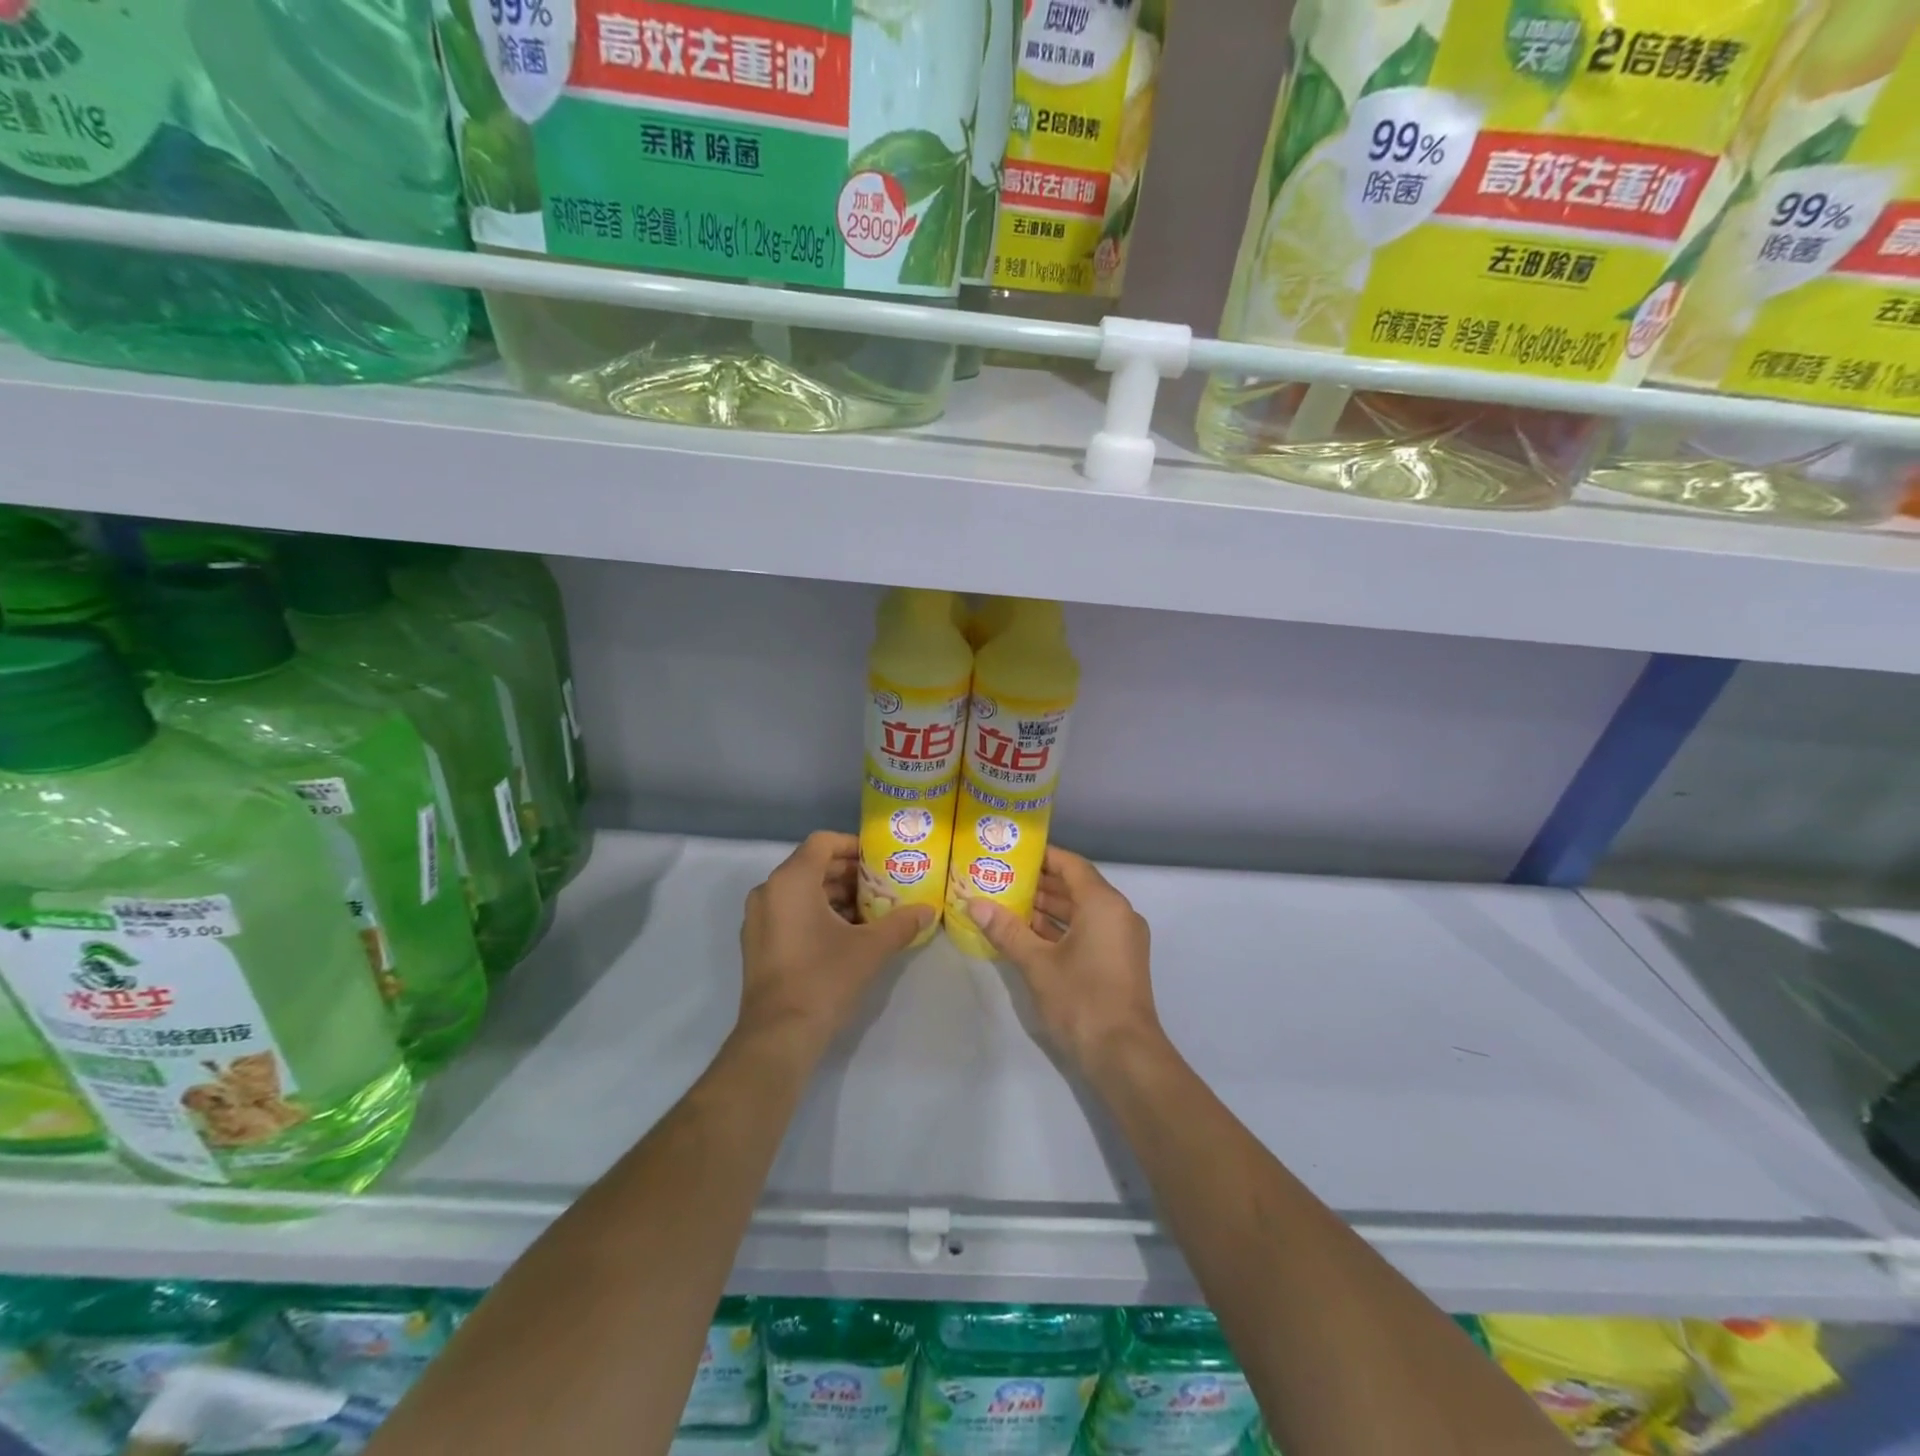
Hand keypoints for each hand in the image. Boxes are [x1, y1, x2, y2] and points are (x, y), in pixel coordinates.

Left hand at [738, 831, 929, 1052]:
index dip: (852, 845)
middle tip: (881, 884)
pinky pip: (789, 912)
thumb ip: (901, 923)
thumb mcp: (871, 948)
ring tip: (869, 910)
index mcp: (791, 881)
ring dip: (834, 895)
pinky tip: (845, 934)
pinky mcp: (758, 943)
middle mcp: (768, 891)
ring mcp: (758, 919)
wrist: (779, 1036)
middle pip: (811, 865)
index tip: (879, 858)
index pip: (822, 842)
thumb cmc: (824, 979)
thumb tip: (928, 910)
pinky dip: (816, 912)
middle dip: (848, 873)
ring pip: (800, 891)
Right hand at [965, 847, 1162, 1079]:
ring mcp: (1122, 939)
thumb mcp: (1037, 963)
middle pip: (1077, 886)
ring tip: (1009, 903)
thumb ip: (1006, 930)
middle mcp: (1118, 913)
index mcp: (1104, 904)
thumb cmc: (1081, 1000)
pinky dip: (1062, 929)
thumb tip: (974, 904)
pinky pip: (1089, 930)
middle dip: (1040, 883)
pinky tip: (1030, 934)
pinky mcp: (1119, 960)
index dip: (1042, 857)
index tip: (1012, 853)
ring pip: (1082, 911)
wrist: (1124, 1056)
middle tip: (1002, 877)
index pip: (1071, 865)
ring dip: (1049, 908)